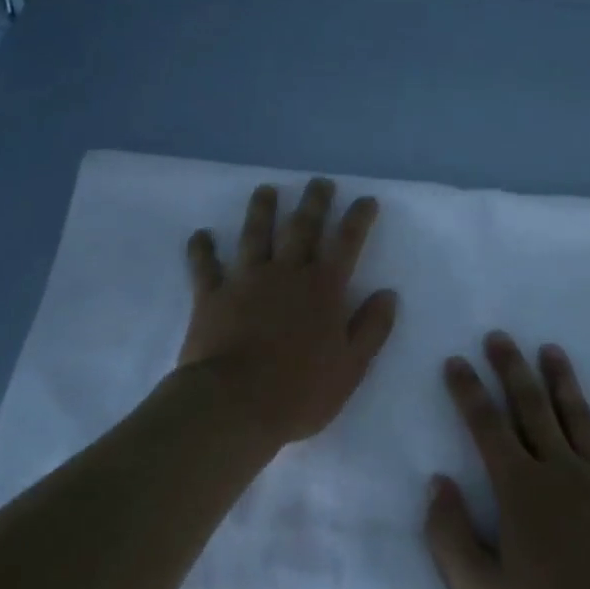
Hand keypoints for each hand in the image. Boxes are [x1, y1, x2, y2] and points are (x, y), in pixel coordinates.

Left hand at [179, 178, 398, 448]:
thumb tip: (388, 294)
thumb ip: (371, 328)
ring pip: (255, 234)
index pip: (347, 242)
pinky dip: (202, 249)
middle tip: (320, 183)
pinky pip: (205, 265)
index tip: (366, 200)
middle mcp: (286, 273)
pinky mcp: (211, 296)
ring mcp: (246, 280)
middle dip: (314, 202)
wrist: (234, 405)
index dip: (358, 218)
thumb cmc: (300, 391)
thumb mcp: (351, 367)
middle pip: (302, 227)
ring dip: (262, 210)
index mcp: (324, 288)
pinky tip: (200, 235)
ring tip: (266, 190)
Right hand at [425, 332, 589, 588]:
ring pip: (581, 419)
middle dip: (512, 369)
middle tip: (500, 337)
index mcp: (520, 491)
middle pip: (533, 408)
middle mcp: (563, 473)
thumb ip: (451, 534)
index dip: (468, 391)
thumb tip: (438, 482)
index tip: (456, 361)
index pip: (487, 425)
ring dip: (563, 382)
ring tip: (551, 351)